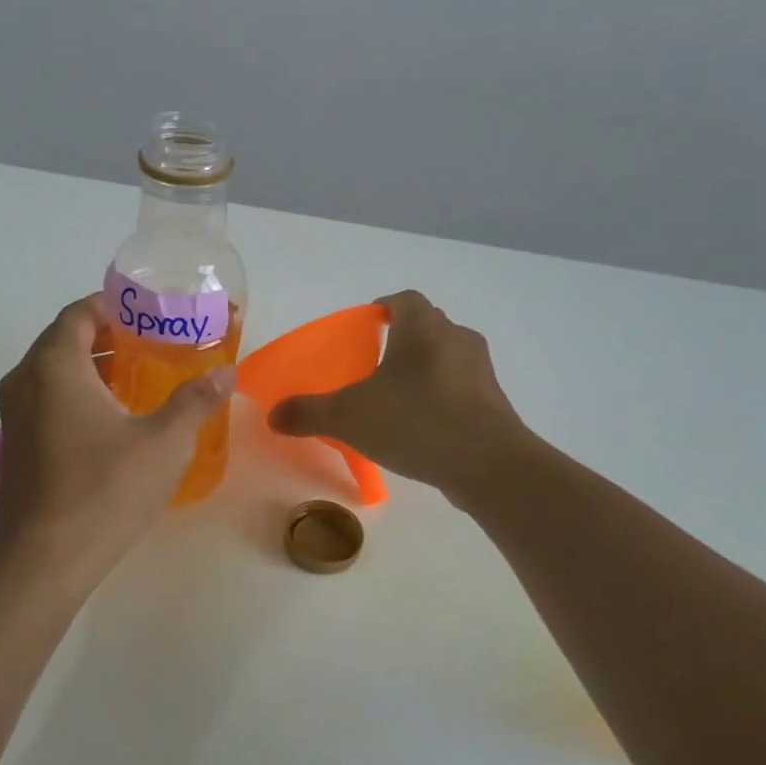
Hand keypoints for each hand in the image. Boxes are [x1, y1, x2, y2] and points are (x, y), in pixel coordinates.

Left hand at [0, 295, 234, 588]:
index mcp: (54, 366)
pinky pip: (48, 399)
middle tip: (155, 345)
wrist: (44, 562)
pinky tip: (116, 418)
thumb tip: (226, 372)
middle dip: (110, 336)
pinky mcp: (16, 444)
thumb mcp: (163, 442)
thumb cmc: (105, 491)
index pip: (80, 313)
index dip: (114, 306)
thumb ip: (196, 401)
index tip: (150, 313)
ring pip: (56, 372)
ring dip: (95, 367)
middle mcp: (25, 380)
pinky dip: (79, 393)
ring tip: (142, 378)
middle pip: (66, 340)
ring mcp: (14, 414)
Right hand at [269, 290, 529, 502]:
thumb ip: (308, 412)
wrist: (489, 465)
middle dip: (399, 340)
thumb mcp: (348, 417)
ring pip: (444, 357)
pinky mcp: (493, 402)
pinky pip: (460, 388)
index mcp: (422, 327)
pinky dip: (439, 397)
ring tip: (393, 399)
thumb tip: (272, 415)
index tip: (364, 326)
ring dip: (421, 370)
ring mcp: (480, 371)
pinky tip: (420, 427)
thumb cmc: (415, 422)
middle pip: (425, 326)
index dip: (382, 306)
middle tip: (371, 366)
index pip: (403, 299)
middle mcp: (455, 338)